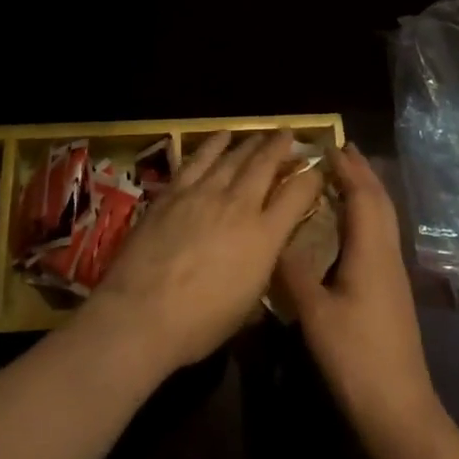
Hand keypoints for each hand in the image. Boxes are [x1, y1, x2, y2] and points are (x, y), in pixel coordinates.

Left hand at [76, 130, 321, 379]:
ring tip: (261, 134)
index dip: (311, 178)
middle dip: (281, 147)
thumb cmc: (199, 324)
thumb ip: (261, 269)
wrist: (142, 313)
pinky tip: (221, 136)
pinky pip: (199, 159)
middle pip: (265, 164)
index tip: (317, 169)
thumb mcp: (247, 305)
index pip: (297, 195)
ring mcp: (204, 193)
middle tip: (288, 134)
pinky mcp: (174, 191)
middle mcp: (239, 204)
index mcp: (264, 236)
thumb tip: (266, 255)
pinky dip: (213, 144)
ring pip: (234, 156)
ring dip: (251, 143)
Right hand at [273, 142, 443, 451]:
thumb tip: (272, 237)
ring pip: (383, 217)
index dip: (346, 167)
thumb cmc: (356, 359)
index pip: (361, 194)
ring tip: (342, 175)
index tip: (326, 143)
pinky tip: (348, 224)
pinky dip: (366, 213)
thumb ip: (293, 272)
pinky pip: (380, 234)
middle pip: (378, 200)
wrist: (400, 411)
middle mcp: (386, 253)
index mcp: (370, 251)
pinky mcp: (391, 289)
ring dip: (365, 190)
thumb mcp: (315, 314)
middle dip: (360, 171)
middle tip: (338, 148)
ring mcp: (393, 272)